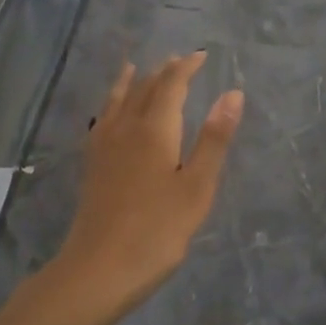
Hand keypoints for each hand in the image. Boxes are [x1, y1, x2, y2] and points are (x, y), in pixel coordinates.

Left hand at [51, 54, 242, 324]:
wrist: (99, 269)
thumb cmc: (158, 230)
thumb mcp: (197, 187)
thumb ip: (214, 138)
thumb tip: (233, 93)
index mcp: (154, 130)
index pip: (171, 85)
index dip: (186, 68)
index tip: (201, 55)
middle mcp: (125, 129)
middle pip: (144, 89)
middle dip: (163, 71)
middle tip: (179, 60)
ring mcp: (104, 147)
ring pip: (118, 101)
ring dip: (132, 81)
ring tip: (136, 67)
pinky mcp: (92, 165)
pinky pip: (103, 119)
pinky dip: (111, 103)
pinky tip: (109, 113)